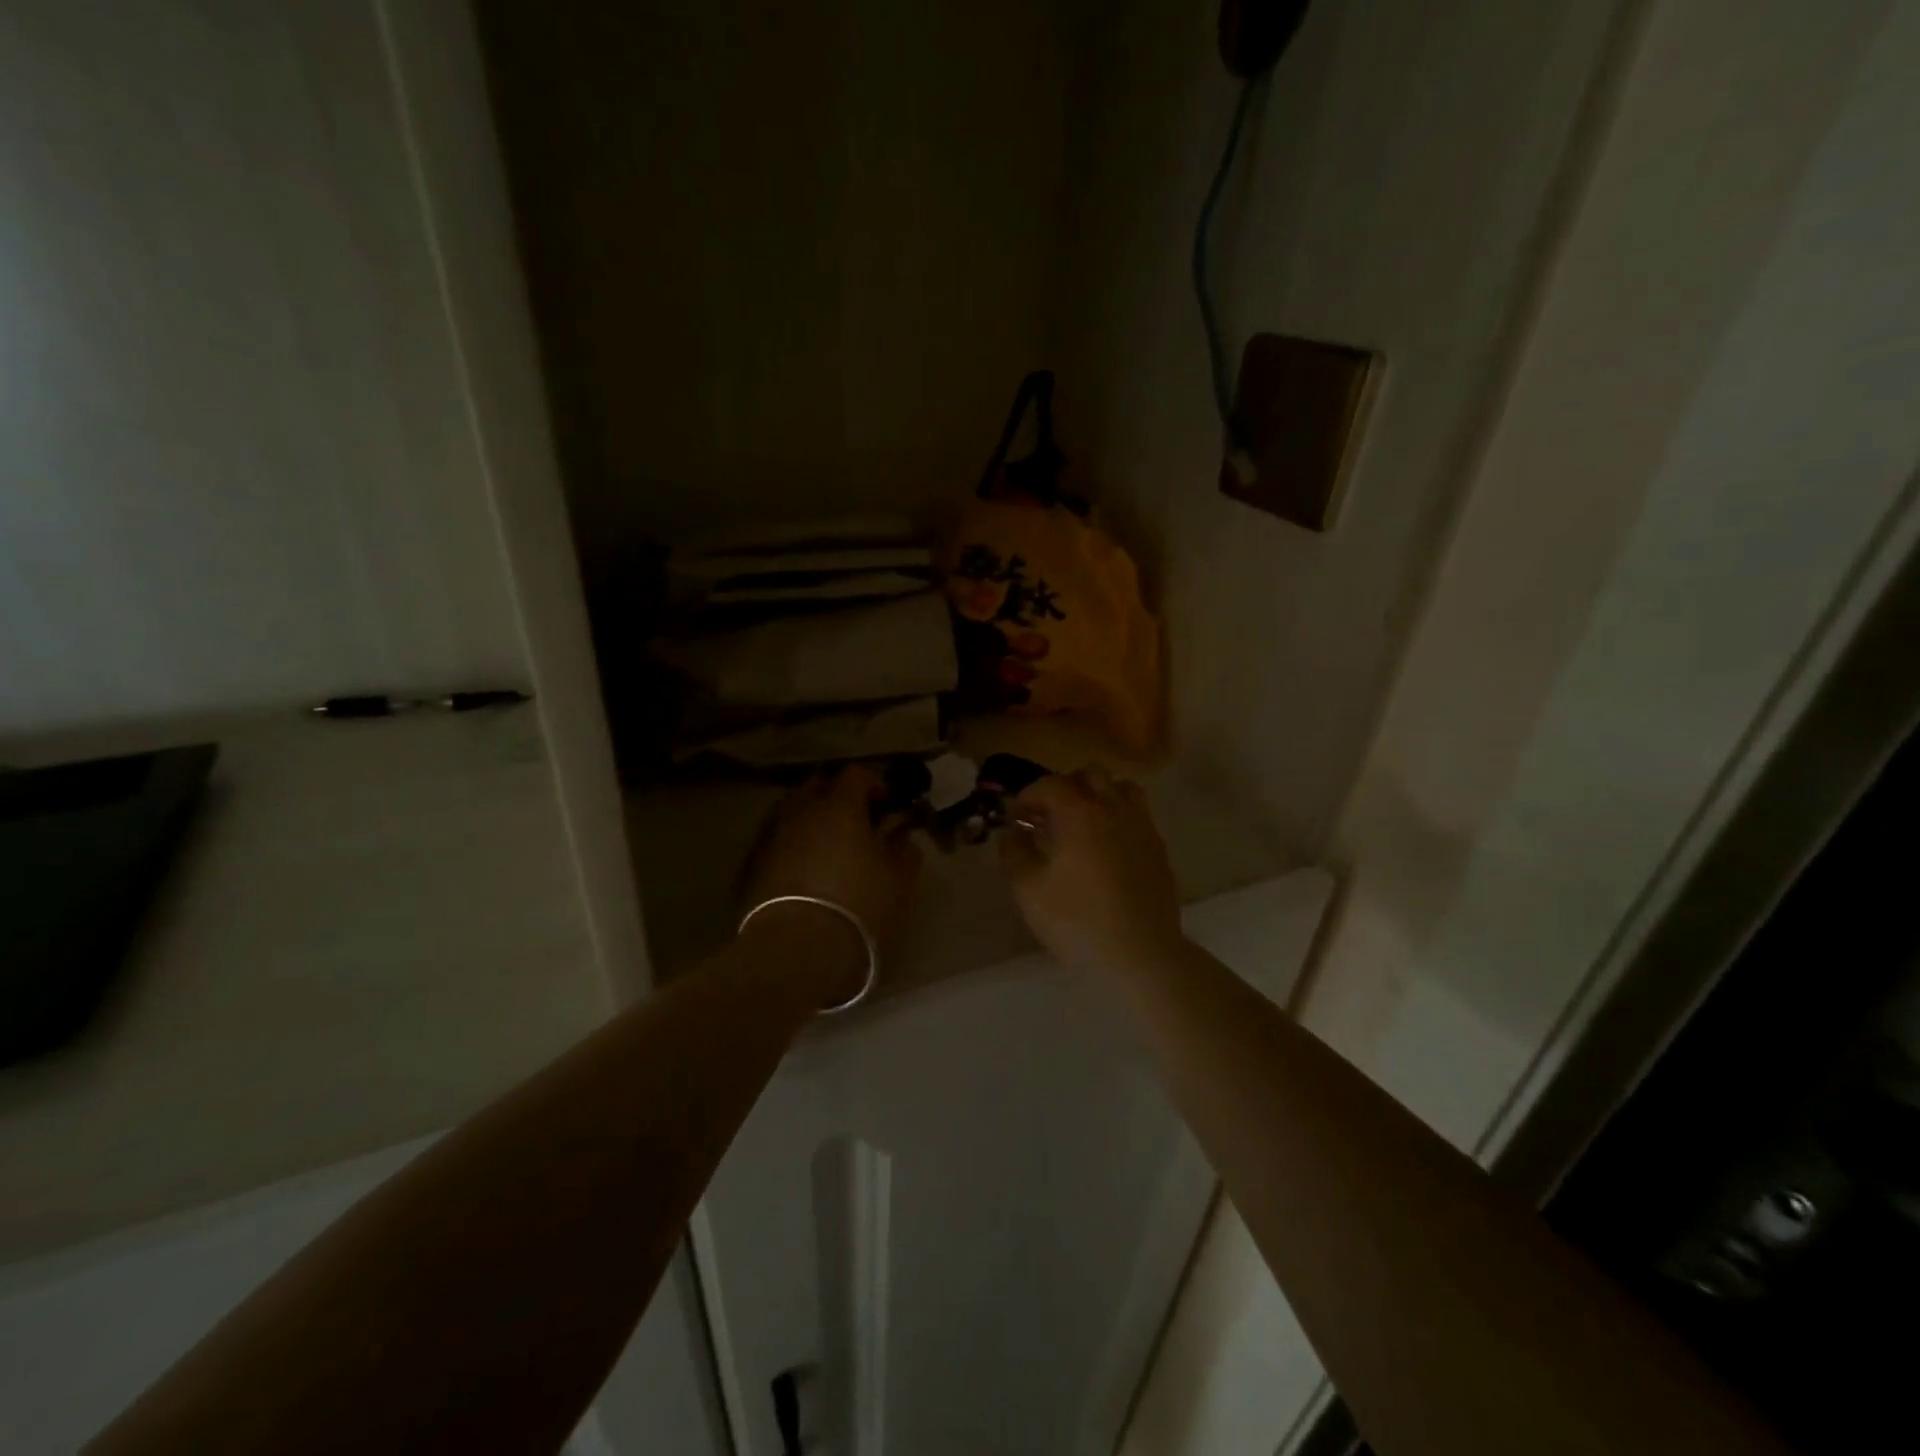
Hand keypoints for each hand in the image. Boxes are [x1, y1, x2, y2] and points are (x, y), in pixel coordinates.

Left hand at [746, 766, 921, 952]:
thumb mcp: (899, 880)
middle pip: (817, 785)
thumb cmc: (858, 907)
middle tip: (855, 822)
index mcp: (839, 806)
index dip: (873, 785)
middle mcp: (800, 811)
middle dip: (836, 796)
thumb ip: (904, 850)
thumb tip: (901, 837)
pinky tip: (804, 870)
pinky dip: (792, 845)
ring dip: (811, 820)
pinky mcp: (752, 864)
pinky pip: (776, 840)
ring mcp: (772, 836)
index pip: (855, 774)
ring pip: (792, 812)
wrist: (797, 949)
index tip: (886, 806)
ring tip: (827, 847)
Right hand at [998, 767, 1183, 970]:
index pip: (1050, 784)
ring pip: (1121, 788)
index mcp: (1079, 813)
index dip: (1028, 795)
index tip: (1017, 816)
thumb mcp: (1030, 891)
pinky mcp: (1159, 847)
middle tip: (1050, 815)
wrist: (1142, 953)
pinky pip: (1138, 815)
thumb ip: (1015, 854)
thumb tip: (1011, 832)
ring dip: (1099, 795)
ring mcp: (1141, 826)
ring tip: (1084, 823)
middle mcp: (1113, 808)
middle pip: (1090, 774)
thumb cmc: (1078, 921)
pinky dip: (1119, 817)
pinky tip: (1108, 847)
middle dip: (1066, 786)